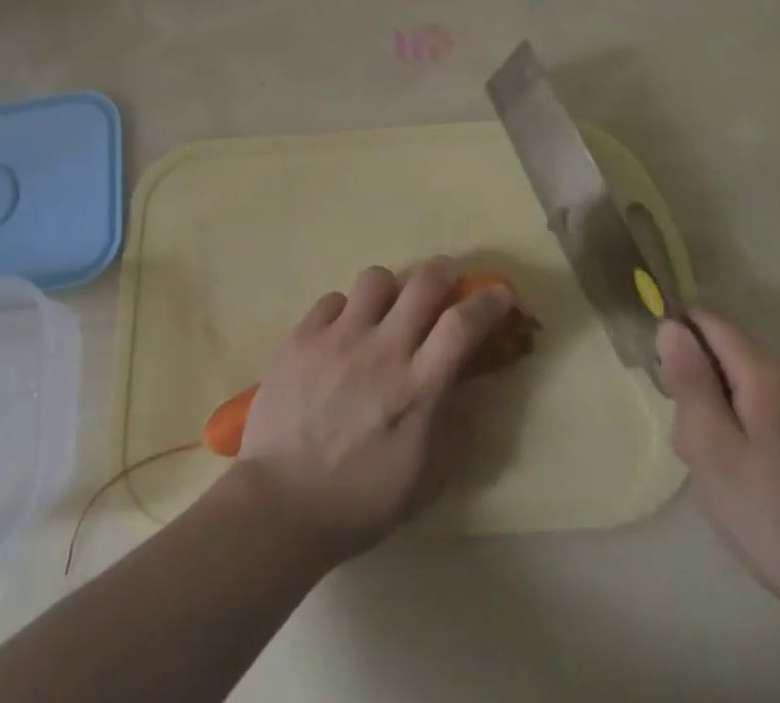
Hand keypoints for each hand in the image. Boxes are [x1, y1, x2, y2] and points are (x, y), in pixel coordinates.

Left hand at [236, 260, 516, 561]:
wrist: (280, 505)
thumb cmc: (360, 501)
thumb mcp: (426, 478)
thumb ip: (458, 425)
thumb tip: (482, 384)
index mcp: (417, 388)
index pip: (463, 325)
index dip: (488, 301)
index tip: (499, 293)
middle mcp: (382, 350)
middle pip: (424, 282)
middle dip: (443, 273)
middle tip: (444, 284)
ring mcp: (338, 338)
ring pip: (376, 278)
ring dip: (390, 291)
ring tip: (384, 312)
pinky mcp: (302, 336)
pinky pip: (333, 299)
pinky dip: (345, 312)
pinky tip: (341, 337)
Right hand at [658, 312, 779, 630]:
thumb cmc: (775, 516)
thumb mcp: (712, 448)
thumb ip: (689, 380)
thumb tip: (669, 325)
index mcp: (765, 370)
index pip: (705, 321)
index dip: (676, 344)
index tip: (668, 393)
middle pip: (720, 353)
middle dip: (695, 387)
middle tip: (693, 445)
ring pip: (736, 384)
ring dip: (714, 414)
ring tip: (717, 469)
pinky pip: (758, 408)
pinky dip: (739, 431)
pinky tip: (743, 477)